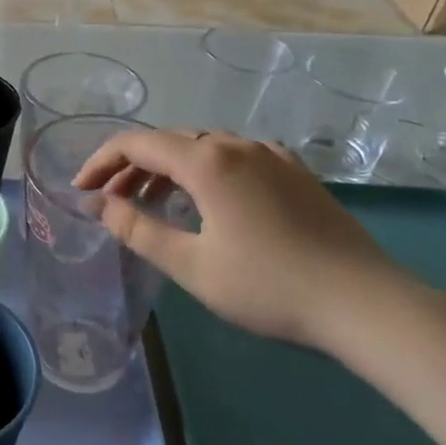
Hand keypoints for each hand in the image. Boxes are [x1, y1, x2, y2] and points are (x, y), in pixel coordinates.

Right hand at [73, 129, 416, 349]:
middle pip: (168, 141)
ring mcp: (270, 155)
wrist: (365, 303)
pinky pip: (234, 157)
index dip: (101, 162)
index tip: (80, 191)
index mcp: (207, 160)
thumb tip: (96, 205)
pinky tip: (208, 201)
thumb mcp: (191, 265)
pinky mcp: (294, 171)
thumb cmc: (269, 287)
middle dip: (131, 167)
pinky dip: (204, 172)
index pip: (137, 143)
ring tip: (151, 204)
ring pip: (202, 147)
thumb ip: (137, 229)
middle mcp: (236, 144)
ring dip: (167, 170)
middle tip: (110, 202)